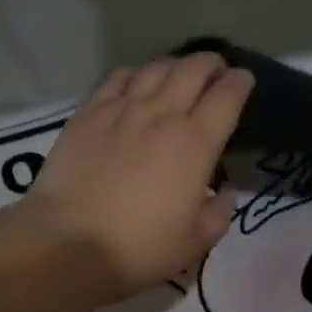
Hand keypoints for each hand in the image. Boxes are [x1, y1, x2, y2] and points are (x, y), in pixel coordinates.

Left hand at [4, 53, 254, 305]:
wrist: (67, 243)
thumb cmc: (138, 248)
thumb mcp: (195, 242)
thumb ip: (219, 211)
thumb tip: (224, 190)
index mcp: (196, 142)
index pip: (227, 95)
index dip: (240, 81)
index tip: (244, 80)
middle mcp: (162, 114)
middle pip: (193, 69)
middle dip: (211, 63)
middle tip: (216, 70)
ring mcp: (122, 108)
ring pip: (156, 68)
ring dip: (175, 65)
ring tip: (179, 73)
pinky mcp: (88, 112)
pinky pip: (118, 78)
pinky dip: (136, 73)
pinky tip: (136, 82)